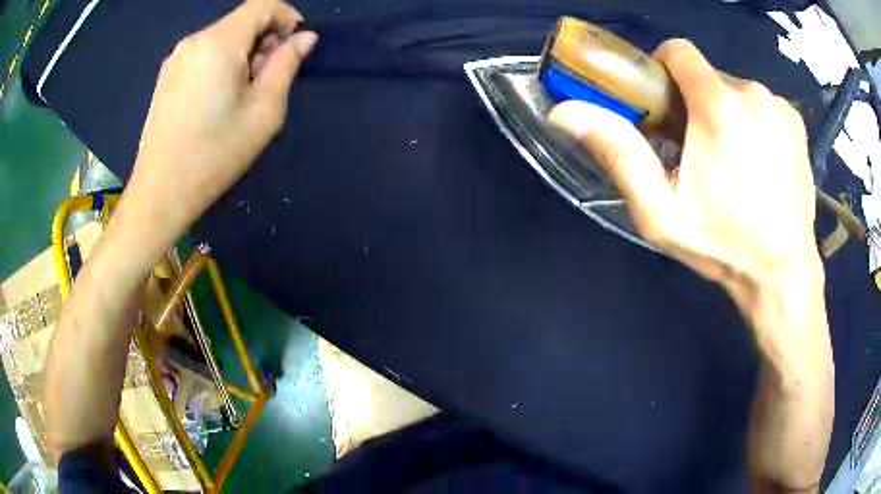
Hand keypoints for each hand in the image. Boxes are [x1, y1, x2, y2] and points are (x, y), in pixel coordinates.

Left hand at [130, 0, 316, 234]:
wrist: (159, 194)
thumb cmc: (214, 154)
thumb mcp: (264, 111)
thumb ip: (287, 64)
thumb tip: (304, 38)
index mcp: (219, 42)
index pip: (263, 4)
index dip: (288, 17)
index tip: (296, 46)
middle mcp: (194, 41)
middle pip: (242, 20)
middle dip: (265, 39)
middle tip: (270, 79)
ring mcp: (176, 59)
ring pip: (223, 38)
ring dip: (244, 54)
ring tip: (243, 95)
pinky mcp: (166, 77)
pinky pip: (203, 54)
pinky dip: (221, 64)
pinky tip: (219, 99)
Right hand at [548, 39, 821, 317]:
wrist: (782, 274)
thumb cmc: (722, 245)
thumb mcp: (660, 211)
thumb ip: (618, 153)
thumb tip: (564, 111)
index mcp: (718, 106)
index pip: (678, 51)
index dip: (663, 69)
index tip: (664, 104)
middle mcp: (753, 92)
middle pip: (707, 74)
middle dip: (695, 100)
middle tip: (696, 148)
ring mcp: (779, 106)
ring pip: (736, 89)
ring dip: (725, 112)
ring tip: (731, 160)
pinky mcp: (796, 121)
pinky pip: (762, 104)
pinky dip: (753, 121)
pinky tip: (757, 162)